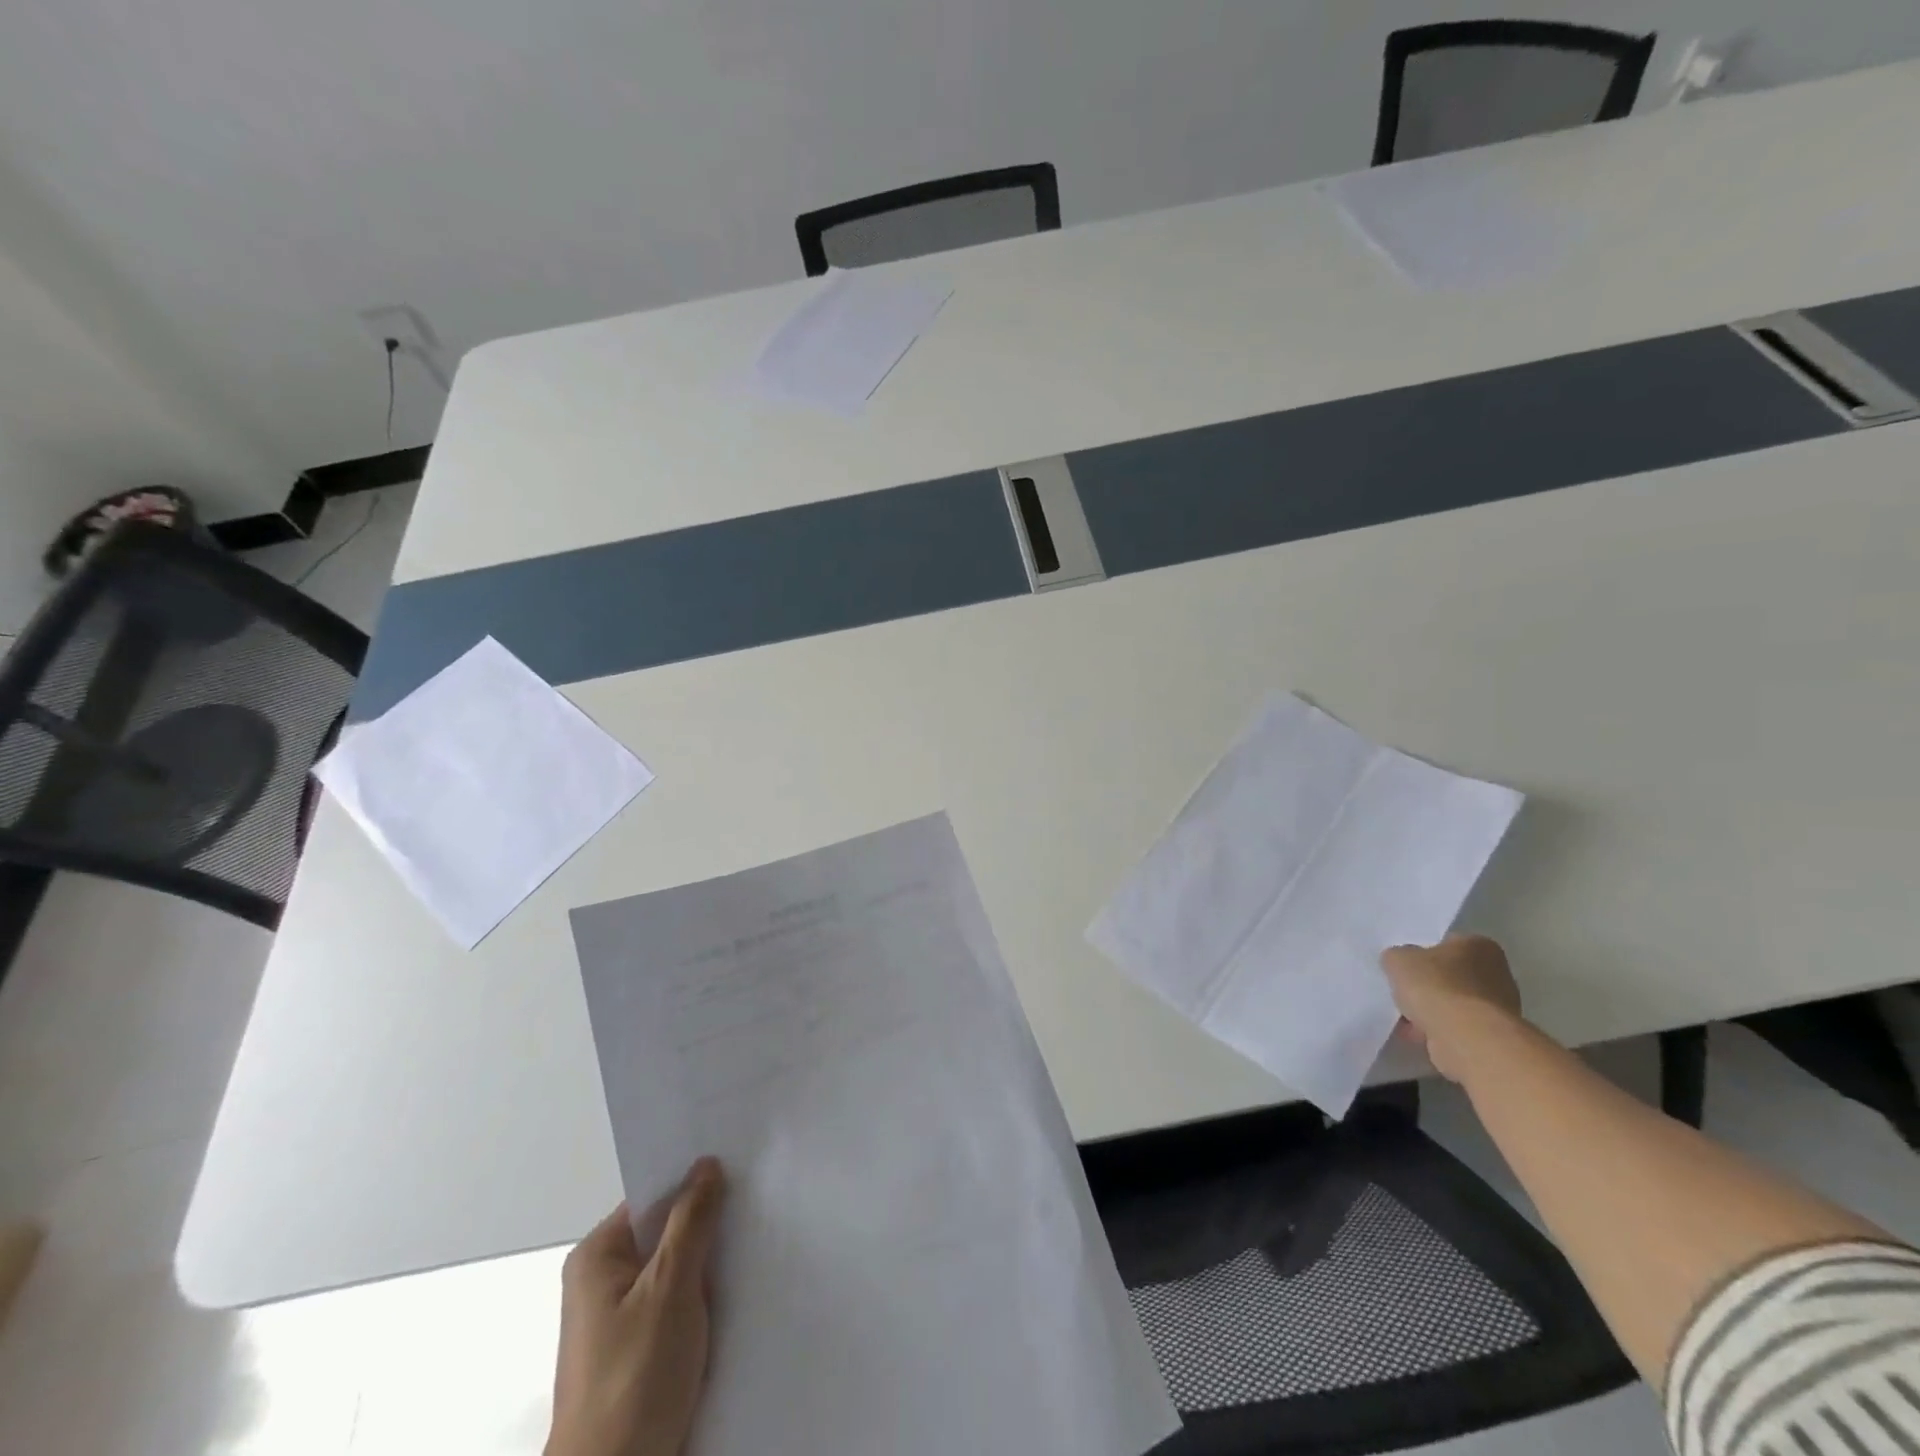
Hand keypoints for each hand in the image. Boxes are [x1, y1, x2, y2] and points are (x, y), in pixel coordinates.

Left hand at [548, 1158, 726, 1455]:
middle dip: (707, 1226)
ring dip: (709, 1266)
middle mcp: (601, 1281)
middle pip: (665, 1233)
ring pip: (675, 1271)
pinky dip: (703, 1300)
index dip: (694, 1183)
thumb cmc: (635, 1377)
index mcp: (596, 1257)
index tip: (741, 1171)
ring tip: (755, 1245)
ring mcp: (619, 1320)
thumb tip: (707, 1164)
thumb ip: (692, 1221)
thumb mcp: (670, 1287)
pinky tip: (738, 1294)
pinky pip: (676, 1305)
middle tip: (757, 1206)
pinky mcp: (638, 1353)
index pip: (653, 1198)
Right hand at [1381, 935, 1522, 1082]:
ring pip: (1455, 1004)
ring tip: (1406, 1018)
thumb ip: (1397, 956)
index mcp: (1479, 946)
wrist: (1466, 1038)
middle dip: (1429, 985)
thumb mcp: (1398, 959)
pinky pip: (1458, 1027)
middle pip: (1452, 976)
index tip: (1406, 967)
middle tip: (1404, 992)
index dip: (1423, 954)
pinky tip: (1418, 1034)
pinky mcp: (1494, 1036)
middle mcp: (1498, 973)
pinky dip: (1439, 1030)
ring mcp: (1500, 1008)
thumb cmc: (1435, 987)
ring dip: (1433, 1010)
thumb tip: (1401, 962)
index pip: (1447, 943)